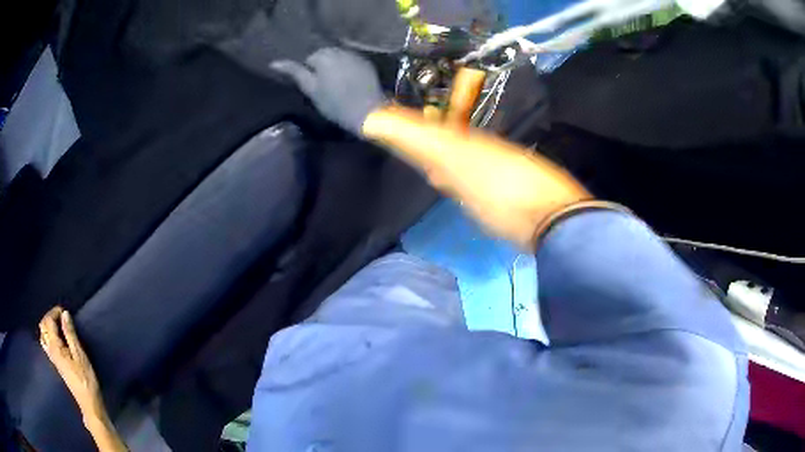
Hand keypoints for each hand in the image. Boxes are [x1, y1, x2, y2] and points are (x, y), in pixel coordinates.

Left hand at [39, 306, 105, 424]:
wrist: (88, 402)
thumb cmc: (86, 379)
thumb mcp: (80, 355)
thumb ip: (70, 334)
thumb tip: (65, 314)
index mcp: (55, 346)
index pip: (49, 321)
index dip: (55, 312)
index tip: (64, 311)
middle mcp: (50, 350)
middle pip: (43, 326)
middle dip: (49, 317)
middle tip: (60, 316)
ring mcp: (52, 358)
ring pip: (43, 335)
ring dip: (47, 326)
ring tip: (57, 325)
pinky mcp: (55, 363)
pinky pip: (46, 343)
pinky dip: (48, 335)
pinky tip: (55, 338)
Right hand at [271, 48, 386, 133]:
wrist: (367, 111)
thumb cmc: (334, 103)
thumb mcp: (310, 89)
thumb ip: (294, 72)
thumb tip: (274, 62)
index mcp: (323, 55)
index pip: (309, 59)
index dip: (310, 74)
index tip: (315, 89)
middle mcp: (340, 50)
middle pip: (324, 55)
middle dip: (323, 68)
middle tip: (326, 89)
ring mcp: (355, 55)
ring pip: (339, 57)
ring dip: (336, 67)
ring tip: (338, 86)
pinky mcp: (367, 63)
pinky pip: (352, 62)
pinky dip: (349, 69)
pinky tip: (351, 83)